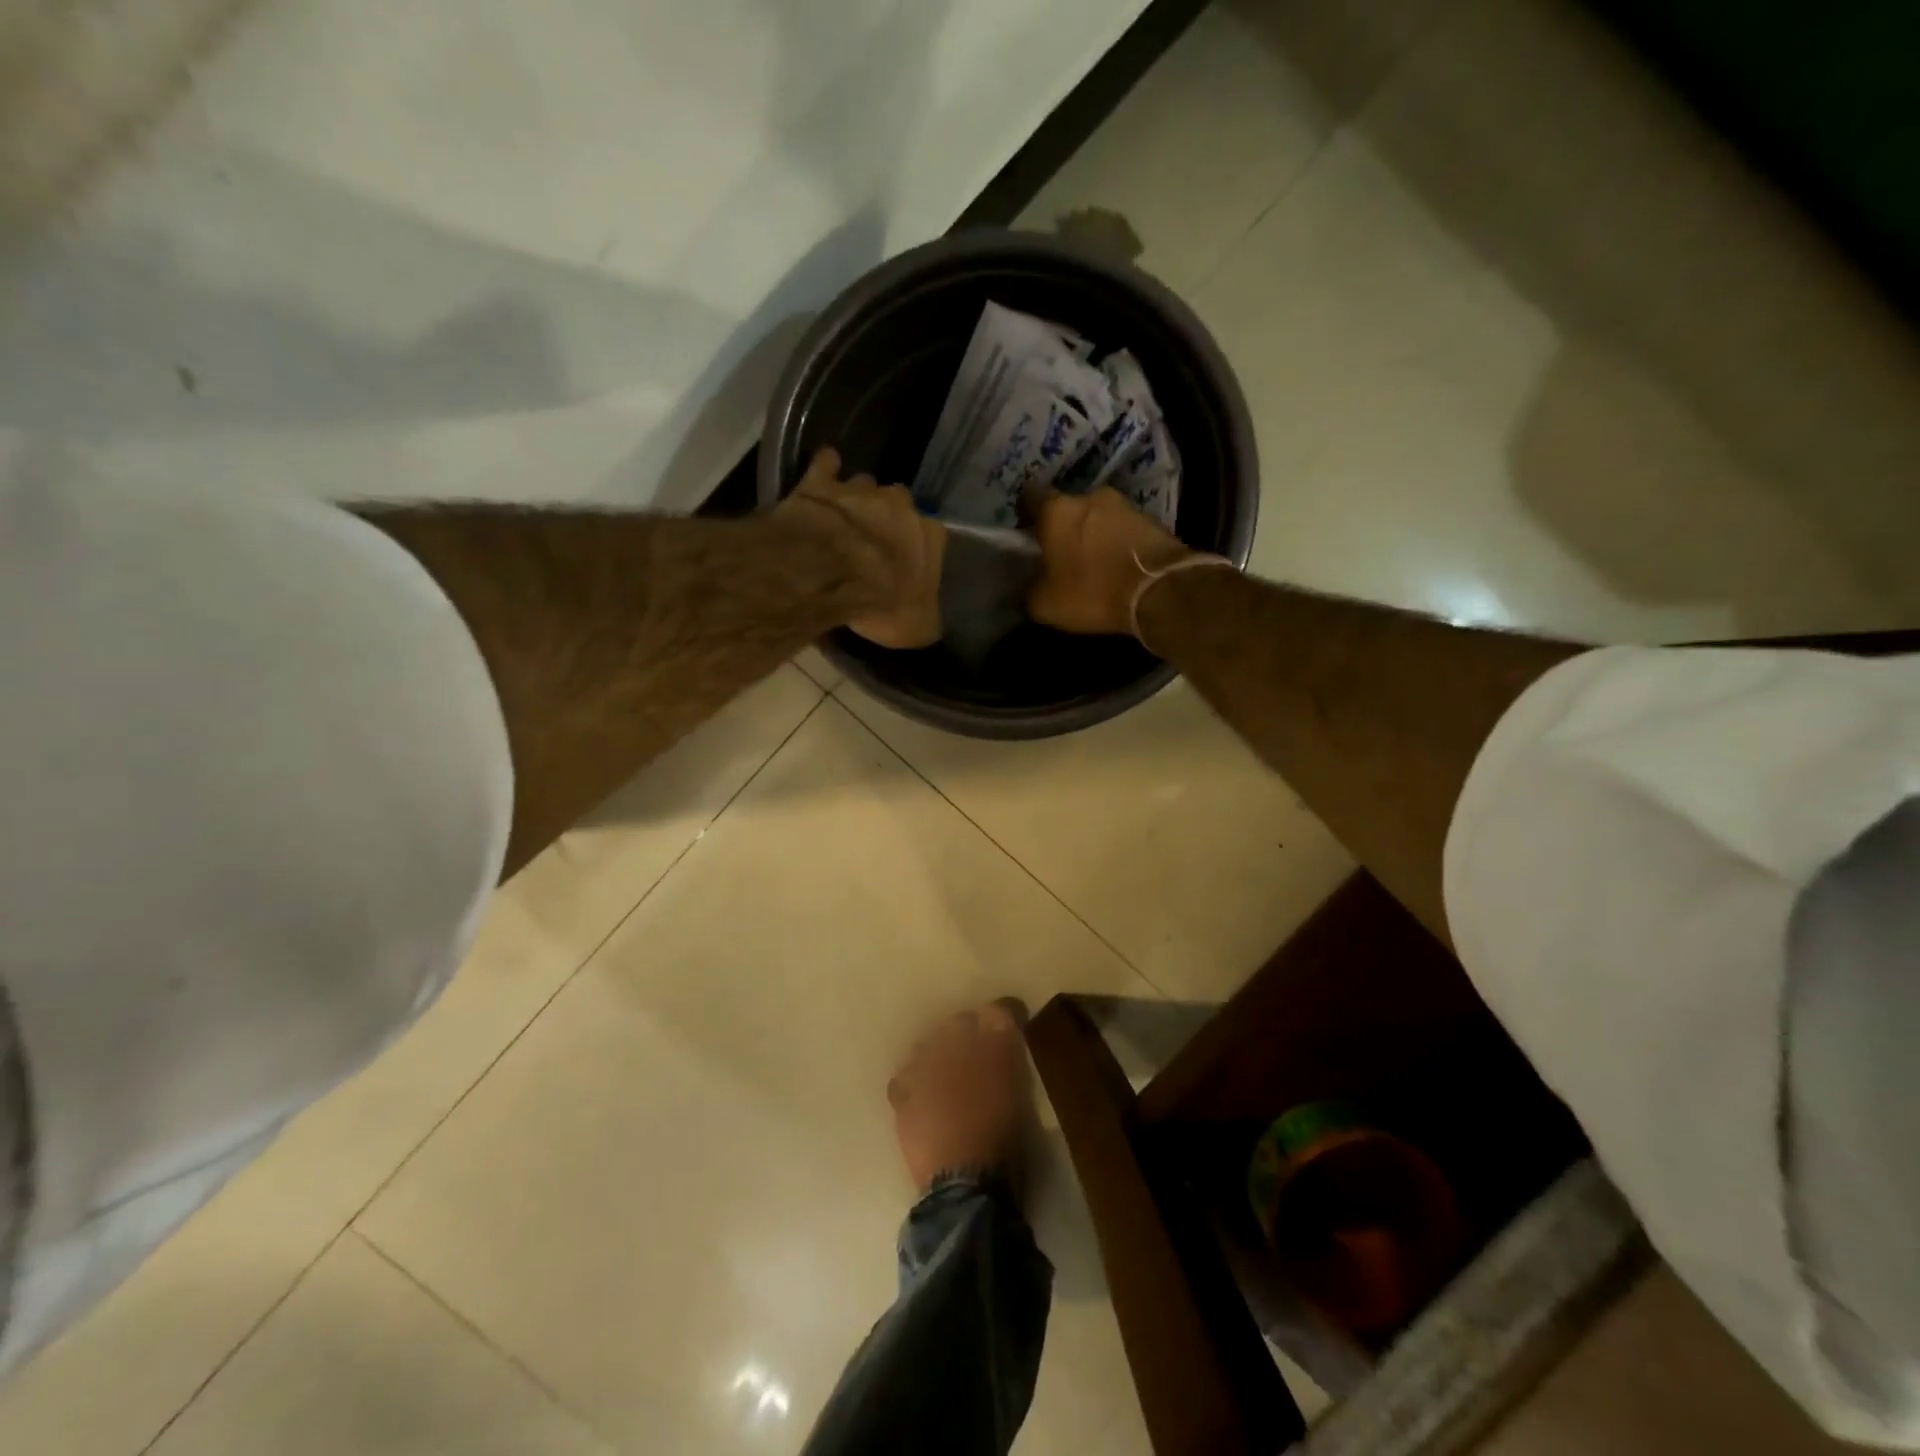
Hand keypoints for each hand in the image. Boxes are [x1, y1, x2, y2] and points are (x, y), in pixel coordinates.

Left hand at [782, 448, 945, 648]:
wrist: (829, 574)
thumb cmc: (882, 603)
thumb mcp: (918, 627)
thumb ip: (927, 615)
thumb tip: (928, 619)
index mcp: (930, 536)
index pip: (934, 536)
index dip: (920, 550)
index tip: (908, 564)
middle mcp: (900, 504)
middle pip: (900, 504)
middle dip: (889, 518)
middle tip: (874, 540)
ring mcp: (860, 489)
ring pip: (865, 484)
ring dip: (857, 498)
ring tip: (845, 518)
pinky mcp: (821, 482)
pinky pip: (826, 464)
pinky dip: (826, 469)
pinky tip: (823, 474)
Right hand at [1023, 484, 1195, 636]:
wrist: (1161, 591)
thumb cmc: (1093, 592)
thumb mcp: (1046, 604)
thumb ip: (1031, 588)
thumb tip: (1031, 584)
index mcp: (1057, 510)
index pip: (1030, 496)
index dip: (1025, 514)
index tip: (1025, 532)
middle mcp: (1090, 496)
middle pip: (1068, 507)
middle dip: (1063, 526)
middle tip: (1060, 552)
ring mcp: (1125, 505)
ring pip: (1098, 516)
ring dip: (1093, 533)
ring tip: (1092, 561)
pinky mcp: (1151, 519)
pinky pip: (1123, 528)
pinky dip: (1117, 542)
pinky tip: (1116, 564)